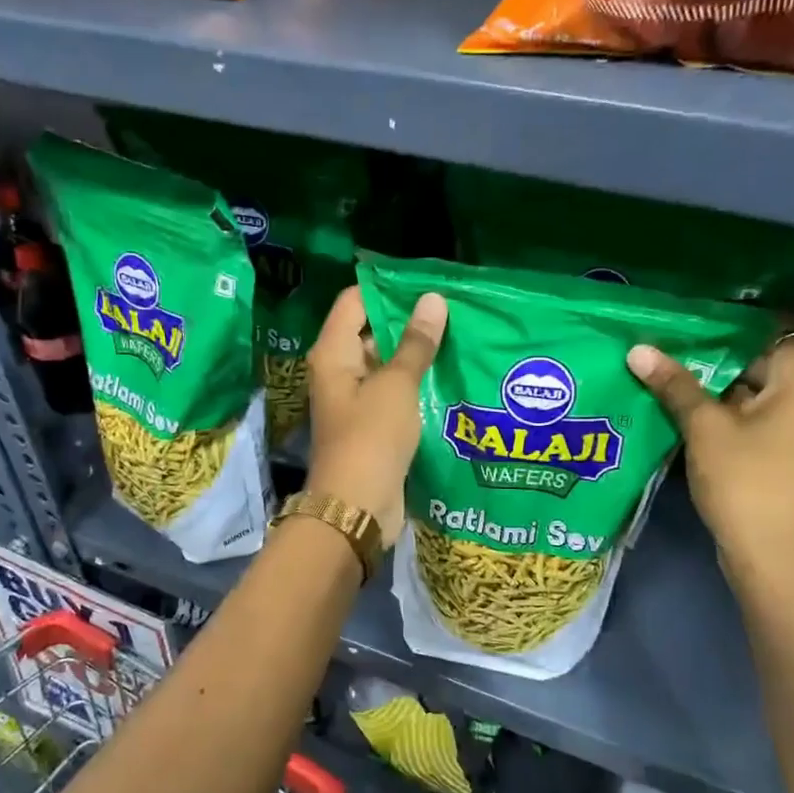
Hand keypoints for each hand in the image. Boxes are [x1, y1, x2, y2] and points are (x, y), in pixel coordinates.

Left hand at [305, 286, 447, 543]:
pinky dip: (416, 384)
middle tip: (453, 310)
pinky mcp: (373, 424)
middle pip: (371, 331)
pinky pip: (395, 393)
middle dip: (408, 321)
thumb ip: (416, 343)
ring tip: (460, 336)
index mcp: (333, 353)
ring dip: (416, 354)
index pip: (354, 301)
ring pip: (387, 364)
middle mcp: (339, 371)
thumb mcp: (397, 385)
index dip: (387, 289)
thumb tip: (432, 300)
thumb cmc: (372, 438)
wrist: (358, 508)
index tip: (427, 284)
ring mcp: (356, 399)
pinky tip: (450, 375)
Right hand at [628, 333, 793, 590]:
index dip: (721, 332)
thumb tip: (637, 349)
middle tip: (666, 356)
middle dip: (715, 363)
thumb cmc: (746, 480)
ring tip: (671, 383)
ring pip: (761, 393)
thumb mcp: (704, 427)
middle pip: (762, 362)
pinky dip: (735, 415)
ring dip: (720, 391)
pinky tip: (693, 417)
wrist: (775, 557)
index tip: (680, 332)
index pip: (765, 332)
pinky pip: (766, 418)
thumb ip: (674, 384)